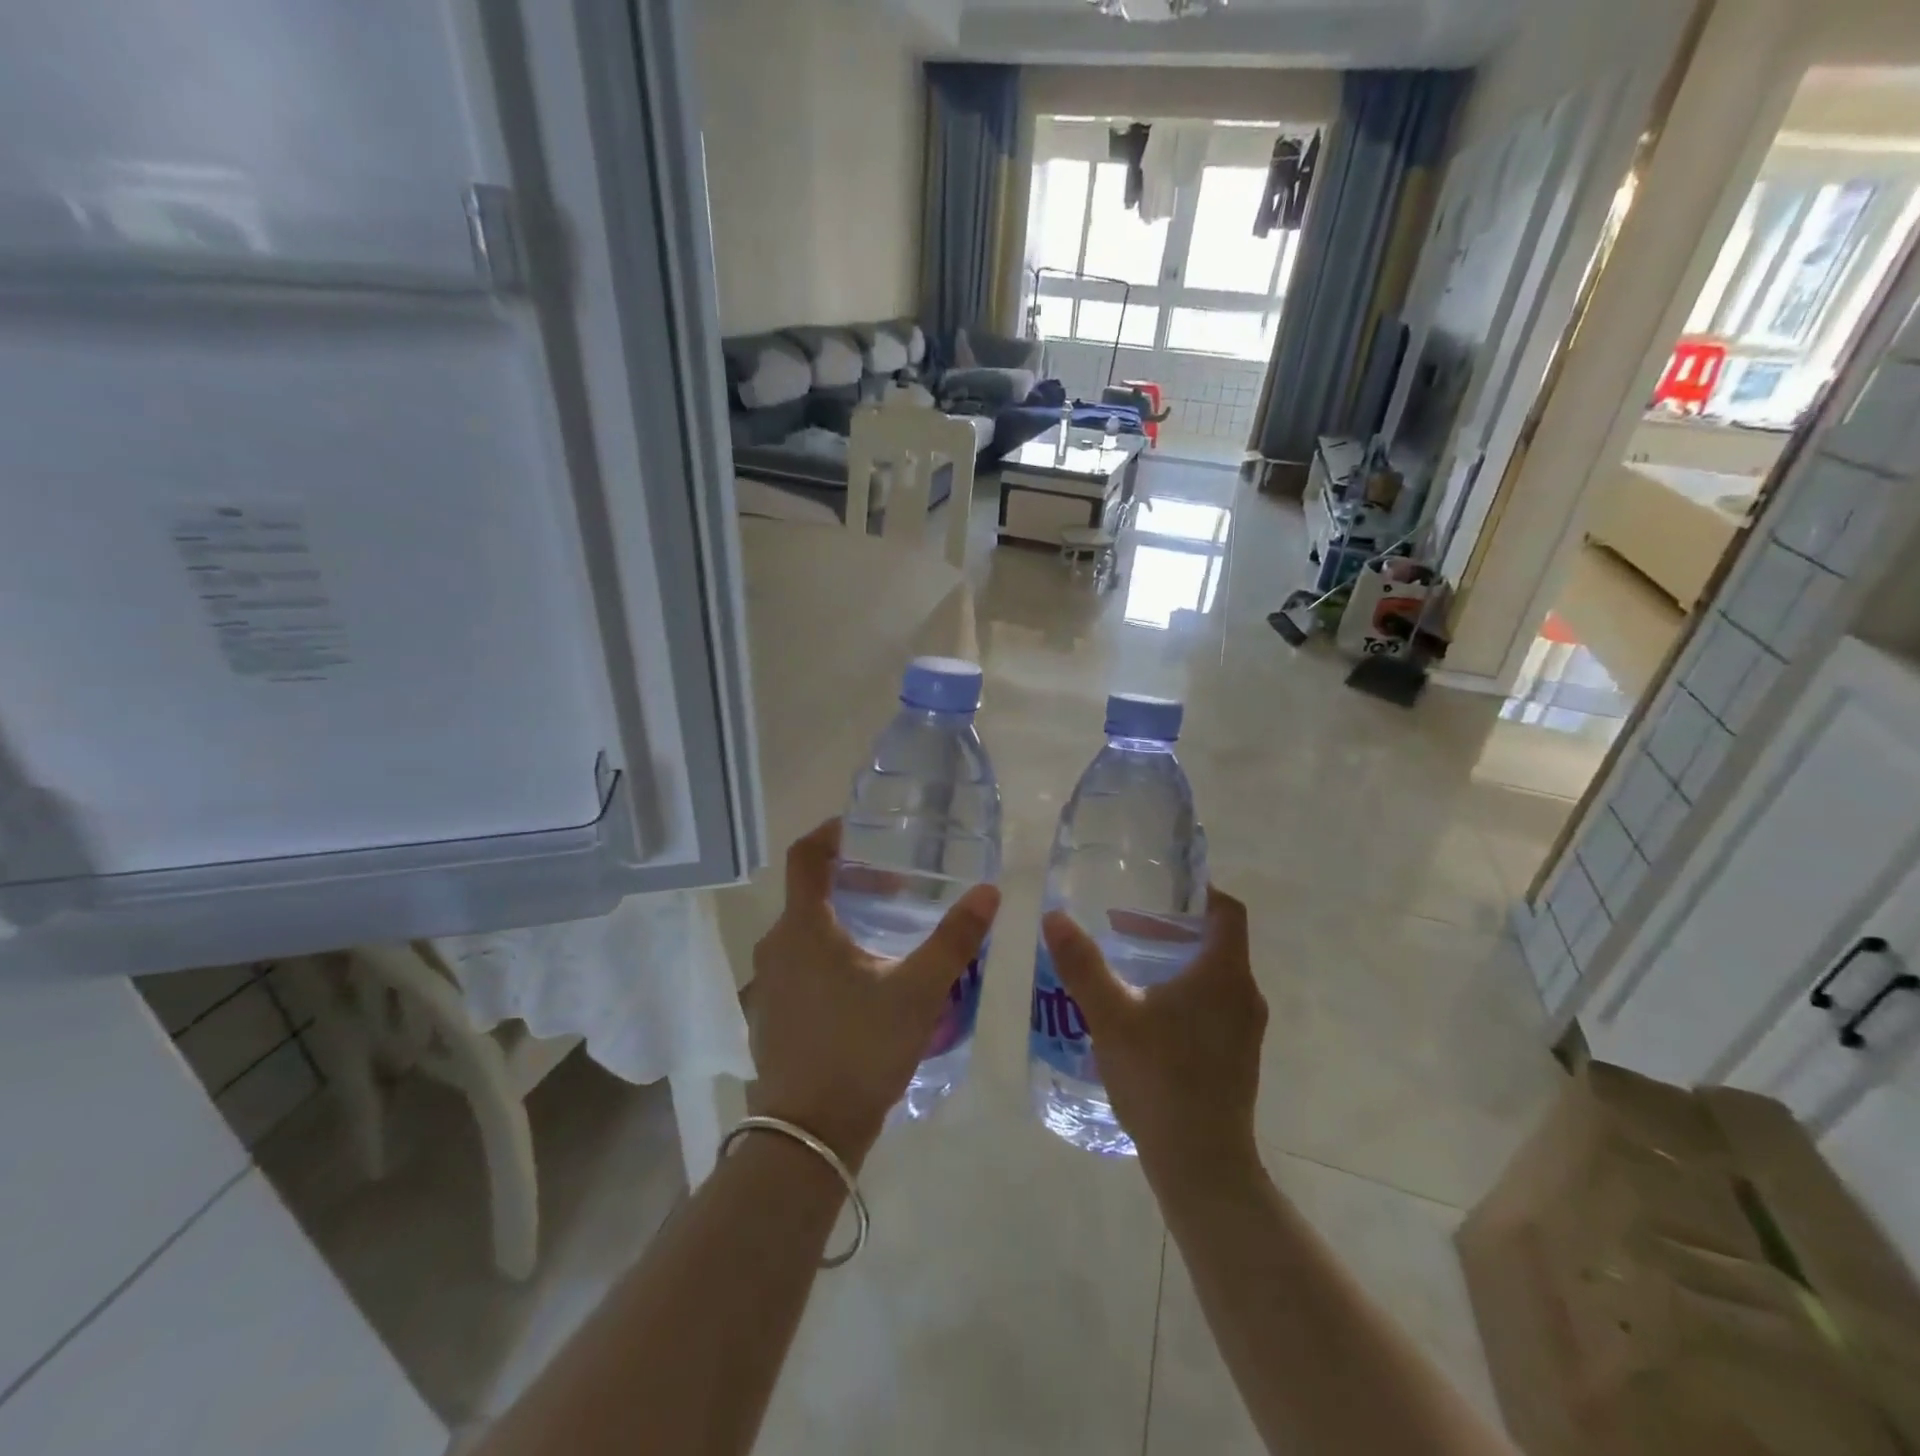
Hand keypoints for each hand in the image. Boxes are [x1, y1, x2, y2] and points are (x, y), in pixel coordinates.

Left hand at [747, 819, 999, 1166]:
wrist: (807, 1136)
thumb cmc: (861, 1049)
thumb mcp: (919, 990)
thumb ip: (955, 939)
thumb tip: (989, 891)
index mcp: (803, 928)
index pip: (804, 856)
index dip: (830, 833)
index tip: (859, 826)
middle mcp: (775, 947)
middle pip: (808, 893)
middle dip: (851, 881)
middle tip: (897, 886)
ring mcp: (767, 984)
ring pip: (804, 932)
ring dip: (841, 920)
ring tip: (887, 931)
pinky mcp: (770, 1016)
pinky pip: (798, 964)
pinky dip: (827, 953)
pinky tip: (863, 981)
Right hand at [1042, 888, 1266, 1188]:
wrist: (1202, 1164)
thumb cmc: (1160, 1078)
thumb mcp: (1111, 1015)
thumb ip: (1083, 964)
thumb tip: (1054, 916)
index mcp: (1225, 974)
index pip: (1227, 911)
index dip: (1199, 892)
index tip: (1161, 889)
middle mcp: (1244, 995)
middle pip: (1217, 942)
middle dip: (1171, 929)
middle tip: (1125, 928)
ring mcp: (1244, 1030)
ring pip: (1213, 976)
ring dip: (1175, 962)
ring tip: (1128, 967)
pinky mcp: (1237, 1057)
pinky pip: (1213, 1006)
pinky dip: (1183, 993)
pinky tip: (1143, 1015)